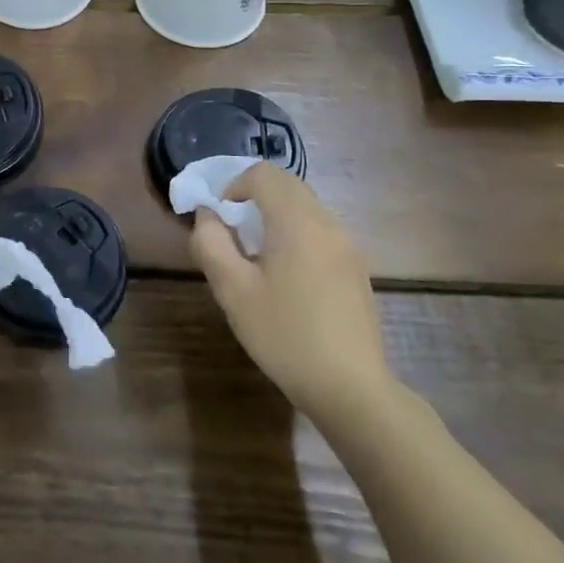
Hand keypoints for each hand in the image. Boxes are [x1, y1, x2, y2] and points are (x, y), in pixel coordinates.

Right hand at [190, 163, 391, 425]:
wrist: (350, 388)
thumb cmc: (284, 335)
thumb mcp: (232, 290)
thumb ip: (211, 243)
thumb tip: (208, 215)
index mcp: (297, 223)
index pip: (263, 174)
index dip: (233, 186)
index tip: (219, 219)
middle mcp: (328, 224)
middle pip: (287, 185)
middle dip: (253, 196)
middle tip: (232, 232)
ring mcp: (348, 246)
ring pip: (305, 207)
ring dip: (275, 214)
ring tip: (256, 256)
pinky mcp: (355, 268)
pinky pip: (320, 230)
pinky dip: (295, 233)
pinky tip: (285, 276)